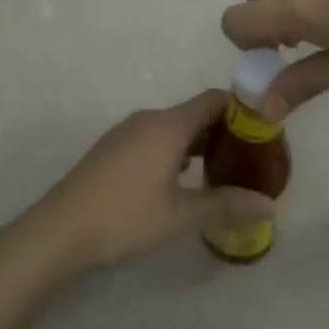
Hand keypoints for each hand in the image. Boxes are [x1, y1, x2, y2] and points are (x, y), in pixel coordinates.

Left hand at [31, 90, 274, 270]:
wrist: (60, 229)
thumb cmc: (125, 217)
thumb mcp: (180, 215)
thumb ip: (225, 205)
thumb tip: (269, 205)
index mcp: (169, 124)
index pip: (214, 99)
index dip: (241, 109)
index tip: (262, 132)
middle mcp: (149, 118)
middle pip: (194, 112)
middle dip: (222, 130)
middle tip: (246, 159)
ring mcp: (127, 131)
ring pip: (173, 126)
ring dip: (197, 142)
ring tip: (219, 171)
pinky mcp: (113, 147)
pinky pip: (154, 137)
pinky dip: (174, 150)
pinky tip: (179, 181)